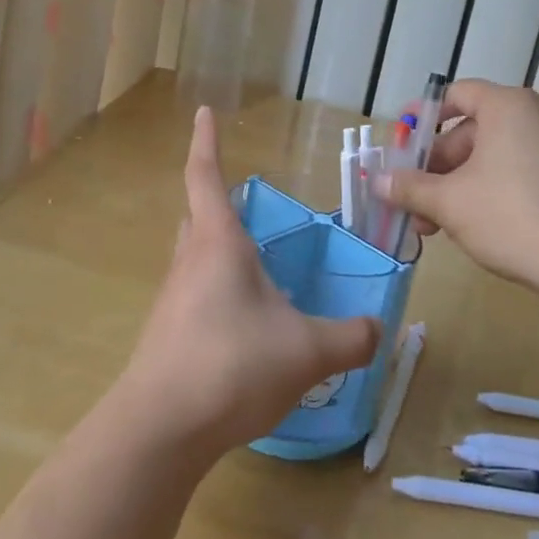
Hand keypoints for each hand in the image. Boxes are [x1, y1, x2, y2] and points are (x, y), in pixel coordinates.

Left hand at [114, 108, 380, 458]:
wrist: (161, 427)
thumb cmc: (232, 365)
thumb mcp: (306, 351)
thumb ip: (349, 338)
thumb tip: (377, 329)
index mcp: (218, 244)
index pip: (205, 176)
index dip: (205, 142)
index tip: (202, 111)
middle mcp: (189, 261)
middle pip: (196, 215)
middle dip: (215, 200)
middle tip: (243, 202)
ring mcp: (173, 298)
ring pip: (193, 256)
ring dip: (216, 249)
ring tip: (252, 264)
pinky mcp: (167, 332)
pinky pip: (194, 294)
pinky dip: (216, 291)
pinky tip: (241, 323)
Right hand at [375, 79, 538, 295]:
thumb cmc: (512, 215)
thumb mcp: (449, 202)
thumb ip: (408, 188)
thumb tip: (376, 181)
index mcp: (505, 107)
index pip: (455, 95)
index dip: (422, 117)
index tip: (400, 145)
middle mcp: (530, 120)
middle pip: (466, 132)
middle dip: (432, 167)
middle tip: (407, 199)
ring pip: (485, 160)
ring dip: (451, 188)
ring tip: (429, 226)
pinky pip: (509, 178)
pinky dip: (481, 196)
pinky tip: (464, 229)